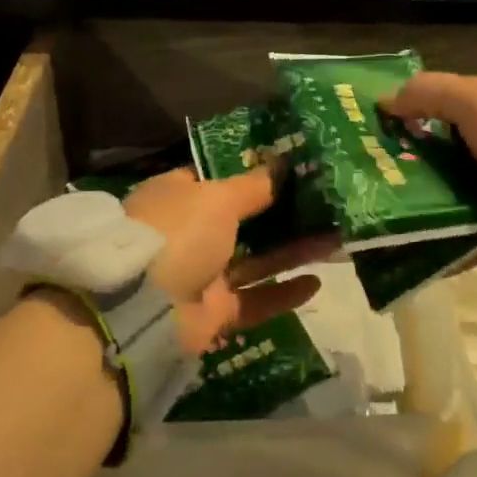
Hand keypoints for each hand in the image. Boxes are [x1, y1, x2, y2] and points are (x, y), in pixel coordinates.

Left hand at [122, 168, 332, 354]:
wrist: (142, 309)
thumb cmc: (178, 232)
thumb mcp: (218, 197)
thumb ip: (254, 185)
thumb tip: (283, 164)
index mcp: (178, 197)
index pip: (217, 178)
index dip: (252, 173)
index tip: (291, 168)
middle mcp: (187, 234)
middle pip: (242, 222)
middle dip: (281, 214)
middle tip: (323, 204)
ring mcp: (200, 275)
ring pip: (255, 261)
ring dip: (292, 251)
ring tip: (334, 239)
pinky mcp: (214, 313)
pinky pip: (255, 299)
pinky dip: (283, 293)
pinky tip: (317, 282)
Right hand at [382, 72, 476, 264]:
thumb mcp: (474, 96)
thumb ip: (428, 93)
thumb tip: (384, 101)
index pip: (449, 109)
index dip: (413, 119)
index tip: (375, 137)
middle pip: (451, 157)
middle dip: (415, 170)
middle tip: (372, 185)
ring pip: (462, 200)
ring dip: (430, 211)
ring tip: (384, 223)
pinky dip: (452, 249)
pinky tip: (416, 257)